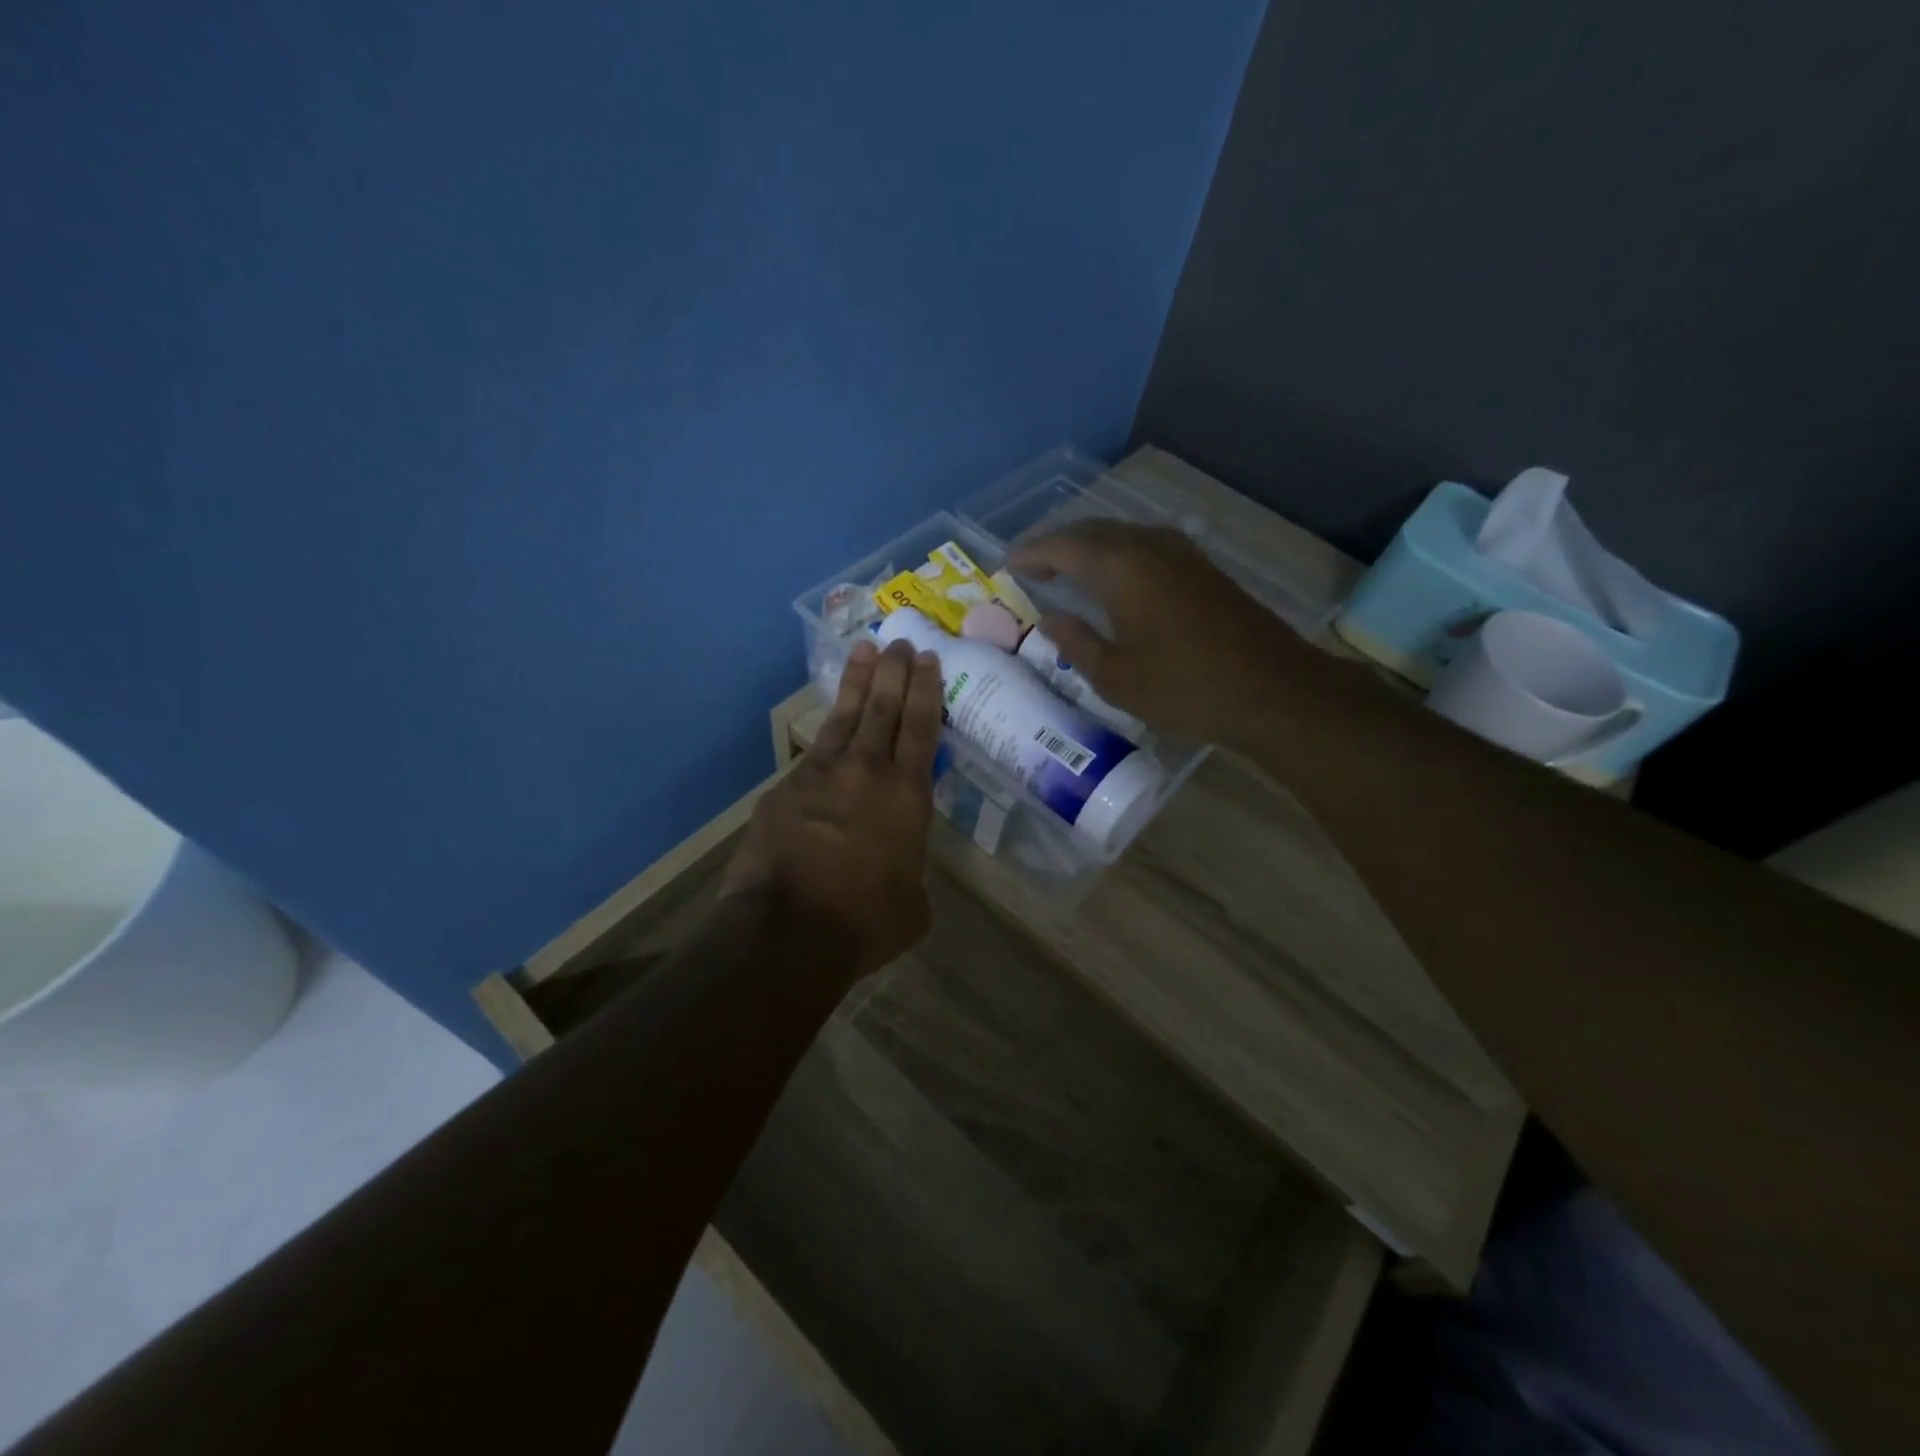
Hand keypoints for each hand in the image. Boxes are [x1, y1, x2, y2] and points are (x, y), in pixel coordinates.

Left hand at [720, 638, 941, 979]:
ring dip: (857, 682)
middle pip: (884, 708)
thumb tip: (900, 874)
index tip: (927, 658)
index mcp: (908, 796)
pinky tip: (829, 723)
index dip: (925, 690)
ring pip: (845, 716)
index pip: (921, 728)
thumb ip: (911, 876)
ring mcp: (821, 774)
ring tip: (864, 651)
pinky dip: (826, 731)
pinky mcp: (786, 788)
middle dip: (894, 671)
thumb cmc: (864, 922)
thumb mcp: (912, 906)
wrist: (788, 930)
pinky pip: (813, 750)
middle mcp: (867, 772)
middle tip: (899, 641)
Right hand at [1009, 520, 1320, 746]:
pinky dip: (1118, 555)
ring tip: (1066, 569)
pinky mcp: (1202, 568)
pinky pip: (1145, 546)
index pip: (1063, 546)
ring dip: (1089, 547)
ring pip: (1122, 535)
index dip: (1031, 553)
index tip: (1007, 564)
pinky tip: (1114, 579)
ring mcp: (1181, 553)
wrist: (1271, 689)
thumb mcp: (1115, 677)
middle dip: (1058, 544)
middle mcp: (1149, 546)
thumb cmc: (1184, 687)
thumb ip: (1076, 642)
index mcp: (1121, 567)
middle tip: (1032, 565)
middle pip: (1092, 530)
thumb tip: (1051, 619)